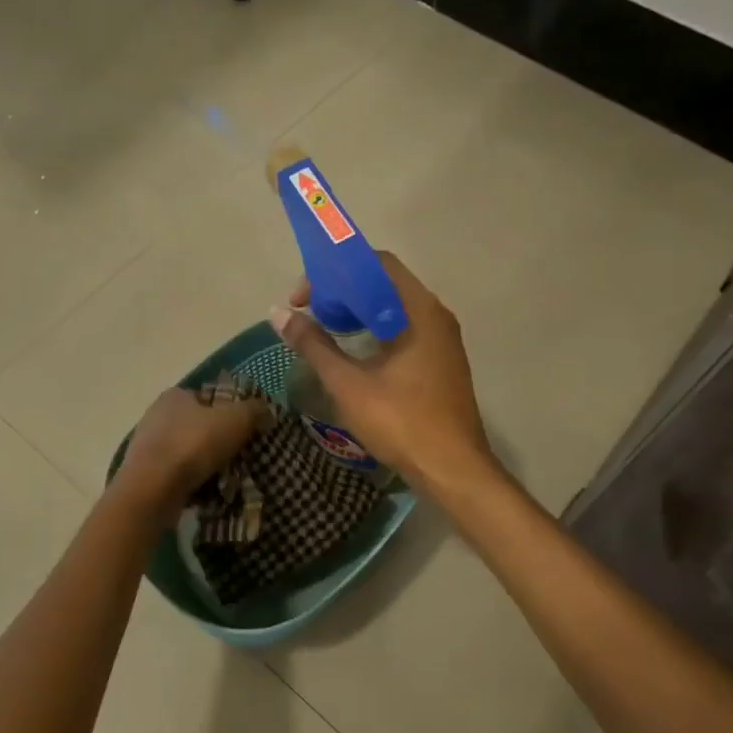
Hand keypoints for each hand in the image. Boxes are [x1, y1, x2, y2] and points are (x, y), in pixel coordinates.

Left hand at [114, 385, 269, 520]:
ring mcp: (146, 445)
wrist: (152, 490)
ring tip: (225, 479)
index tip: (245, 430)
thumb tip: (267, 409)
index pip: (207, 397)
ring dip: (203, 462)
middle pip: (196, 425)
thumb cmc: (193, 445)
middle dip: (216, 439)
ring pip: (185, 451)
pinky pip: (175, 474)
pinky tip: (204, 492)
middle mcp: (155, 415)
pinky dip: (189, 481)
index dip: (229, 411)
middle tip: (238, 456)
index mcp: (174, 395)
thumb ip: (254, 410)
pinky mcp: (143, 473)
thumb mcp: (235, 420)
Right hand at [272, 252, 493, 493]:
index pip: (376, 263)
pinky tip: (355, 350)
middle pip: (385, 283)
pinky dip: (376, 329)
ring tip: (325, 328)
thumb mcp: (349, 384)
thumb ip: (314, 345)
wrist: (453, 469)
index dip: (334, 271)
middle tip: (310, 312)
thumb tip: (278, 314)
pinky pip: (405, 328)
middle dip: (343, 290)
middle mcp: (436, 315)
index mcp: (419, 310)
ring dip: (359, 311)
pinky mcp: (442, 360)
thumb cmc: (402, 422)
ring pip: (395, 307)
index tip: (304, 297)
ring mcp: (443, 339)